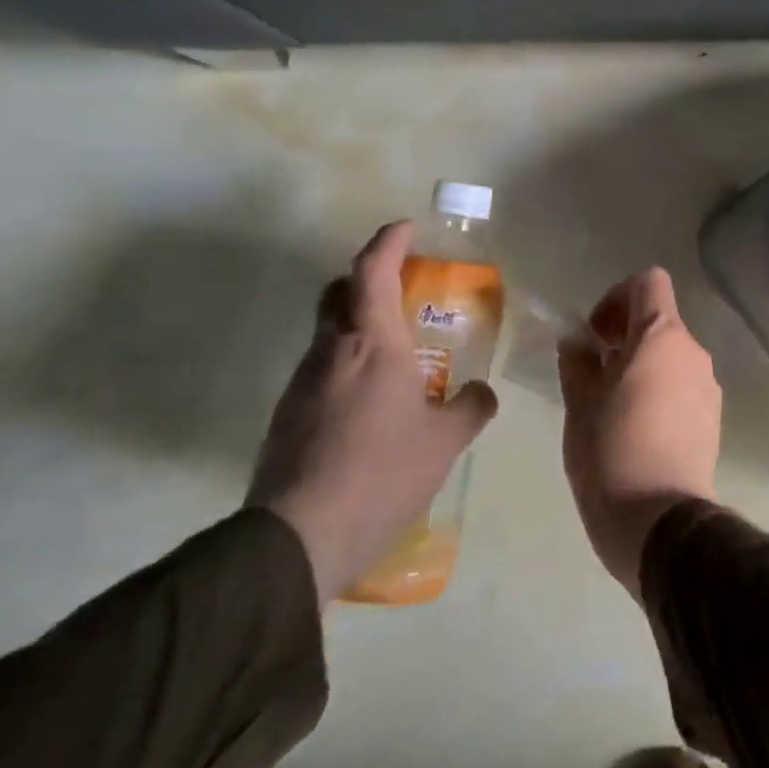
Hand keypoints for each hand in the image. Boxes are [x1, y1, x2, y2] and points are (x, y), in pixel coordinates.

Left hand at [248, 222, 497, 605]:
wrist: (298, 539)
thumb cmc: (383, 472)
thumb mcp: (446, 440)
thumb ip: (470, 407)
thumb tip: (480, 392)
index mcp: (372, 345)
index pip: (372, 272)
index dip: (388, 243)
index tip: (405, 228)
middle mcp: (331, 353)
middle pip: (339, 294)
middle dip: (368, 279)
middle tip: (404, 289)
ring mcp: (302, 385)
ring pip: (329, 334)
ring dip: (359, 326)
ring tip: (399, 354)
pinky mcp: (288, 417)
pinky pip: (322, 371)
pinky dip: (348, 365)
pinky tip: (373, 402)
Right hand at [559, 268, 720, 596]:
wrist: (661, 521)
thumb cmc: (611, 453)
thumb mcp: (580, 404)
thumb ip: (578, 362)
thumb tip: (578, 340)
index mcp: (662, 338)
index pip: (649, 282)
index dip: (617, 296)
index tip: (594, 334)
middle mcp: (693, 353)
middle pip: (660, 320)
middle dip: (624, 336)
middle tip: (593, 373)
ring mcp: (708, 386)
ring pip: (671, 355)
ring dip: (641, 365)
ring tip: (610, 406)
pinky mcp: (713, 417)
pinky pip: (683, 385)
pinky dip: (659, 390)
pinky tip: (635, 429)